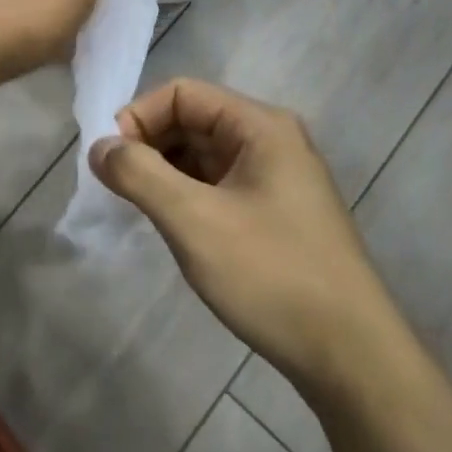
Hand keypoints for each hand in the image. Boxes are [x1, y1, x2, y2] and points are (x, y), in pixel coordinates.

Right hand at [91, 80, 386, 394]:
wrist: (353, 358)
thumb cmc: (272, 275)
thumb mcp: (194, 221)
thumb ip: (139, 175)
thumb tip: (98, 146)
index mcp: (260, 126)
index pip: (183, 93)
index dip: (139, 116)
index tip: (109, 160)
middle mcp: (271, 140)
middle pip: (193, 120)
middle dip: (150, 145)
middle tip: (118, 187)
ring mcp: (277, 178)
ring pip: (204, 155)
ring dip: (166, 172)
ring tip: (140, 208)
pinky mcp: (276, 212)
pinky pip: (219, 184)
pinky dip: (188, 195)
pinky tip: (173, 226)